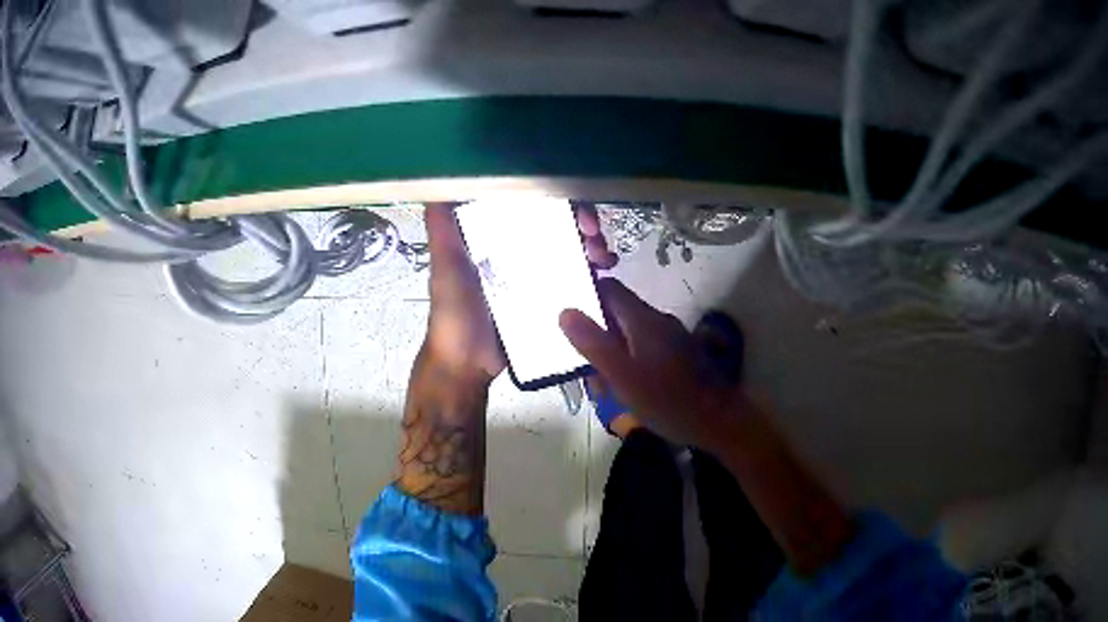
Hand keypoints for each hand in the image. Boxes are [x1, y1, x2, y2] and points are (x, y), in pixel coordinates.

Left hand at [423, 203, 616, 382]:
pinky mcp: (548, 298)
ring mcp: (535, 274)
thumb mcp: (445, 264)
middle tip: (595, 236)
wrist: (466, 364)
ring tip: (604, 258)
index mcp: (494, 235)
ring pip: (571, 248)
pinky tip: (606, 272)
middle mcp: (516, 249)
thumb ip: (442, 228)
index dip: (557, 198)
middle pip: (557, 223)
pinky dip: (593, 271)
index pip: (531, 204)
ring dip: (593, 245)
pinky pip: (575, 278)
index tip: (575, 209)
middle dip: (582, 222)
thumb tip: (438, 184)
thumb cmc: (454, 311)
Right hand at [559, 279, 746, 449]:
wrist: (718, 422)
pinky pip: (646, 350)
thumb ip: (594, 343)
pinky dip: (631, 362)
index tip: (569, 317)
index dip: (587, 296)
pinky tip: (628, 389)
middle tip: (586, 366)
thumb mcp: (622, 376)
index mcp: (644, 319)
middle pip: (619, 314)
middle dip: (598, 335)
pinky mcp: (680, 355)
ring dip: (613, 353)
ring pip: (632, 335)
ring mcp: (673, 338)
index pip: (610, 289)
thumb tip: (566, 311)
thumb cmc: (667, 400)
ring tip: (604, 386)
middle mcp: (660, 321)